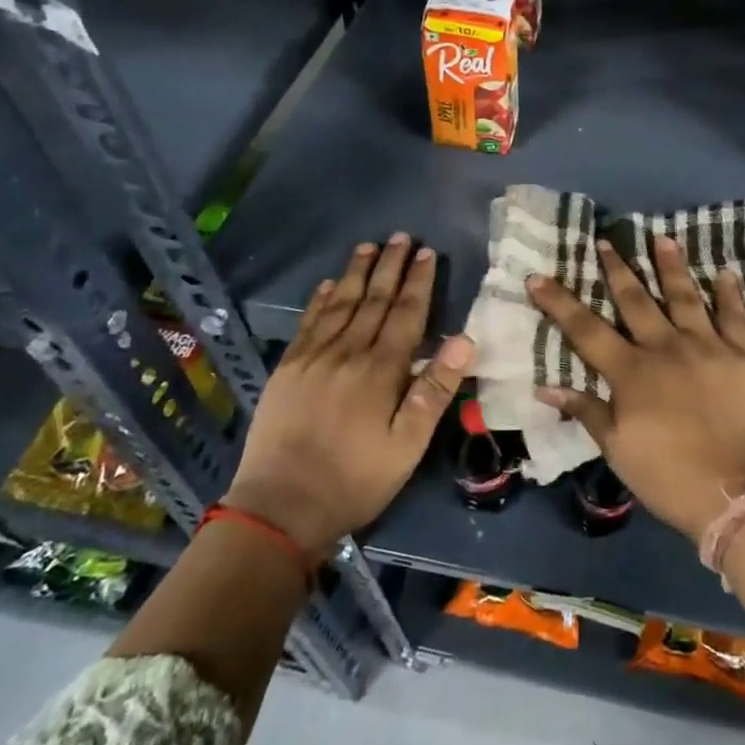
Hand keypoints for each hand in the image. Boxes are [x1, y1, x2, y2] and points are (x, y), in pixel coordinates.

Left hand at [225, 235, 472, 559]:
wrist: (279, 507)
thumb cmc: (356, 479)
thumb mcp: (408, 445)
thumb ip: (435, 390)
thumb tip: (465, 339)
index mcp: (381, 370)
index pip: (406, 314)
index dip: (419, 282)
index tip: (427, 253)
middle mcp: (348, 353)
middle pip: (374, 300)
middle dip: (391, 266)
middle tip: (402, 237)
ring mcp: (313, 358)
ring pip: (341, 303)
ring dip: (358, 273)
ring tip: (369, 246)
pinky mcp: (287, 369)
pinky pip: (308, 323)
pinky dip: (320, 299)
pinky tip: (329, 283)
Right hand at [528, 236, 744, 542]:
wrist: (737, 492)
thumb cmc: (669, 475)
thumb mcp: (618, 449)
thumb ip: (586, 411)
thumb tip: (544, 386)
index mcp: (631, 372)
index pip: (585, 329)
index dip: (559, 302)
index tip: (538, 276)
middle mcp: (665, 347)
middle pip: (635, 300)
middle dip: (617, 268)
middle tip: (605, 240)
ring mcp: (706, 346)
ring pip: (685, 296)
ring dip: (671, 265)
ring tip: (662, 238)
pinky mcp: (742, 355)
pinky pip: (735, 316)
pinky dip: (730, 293)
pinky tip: (726, 272)